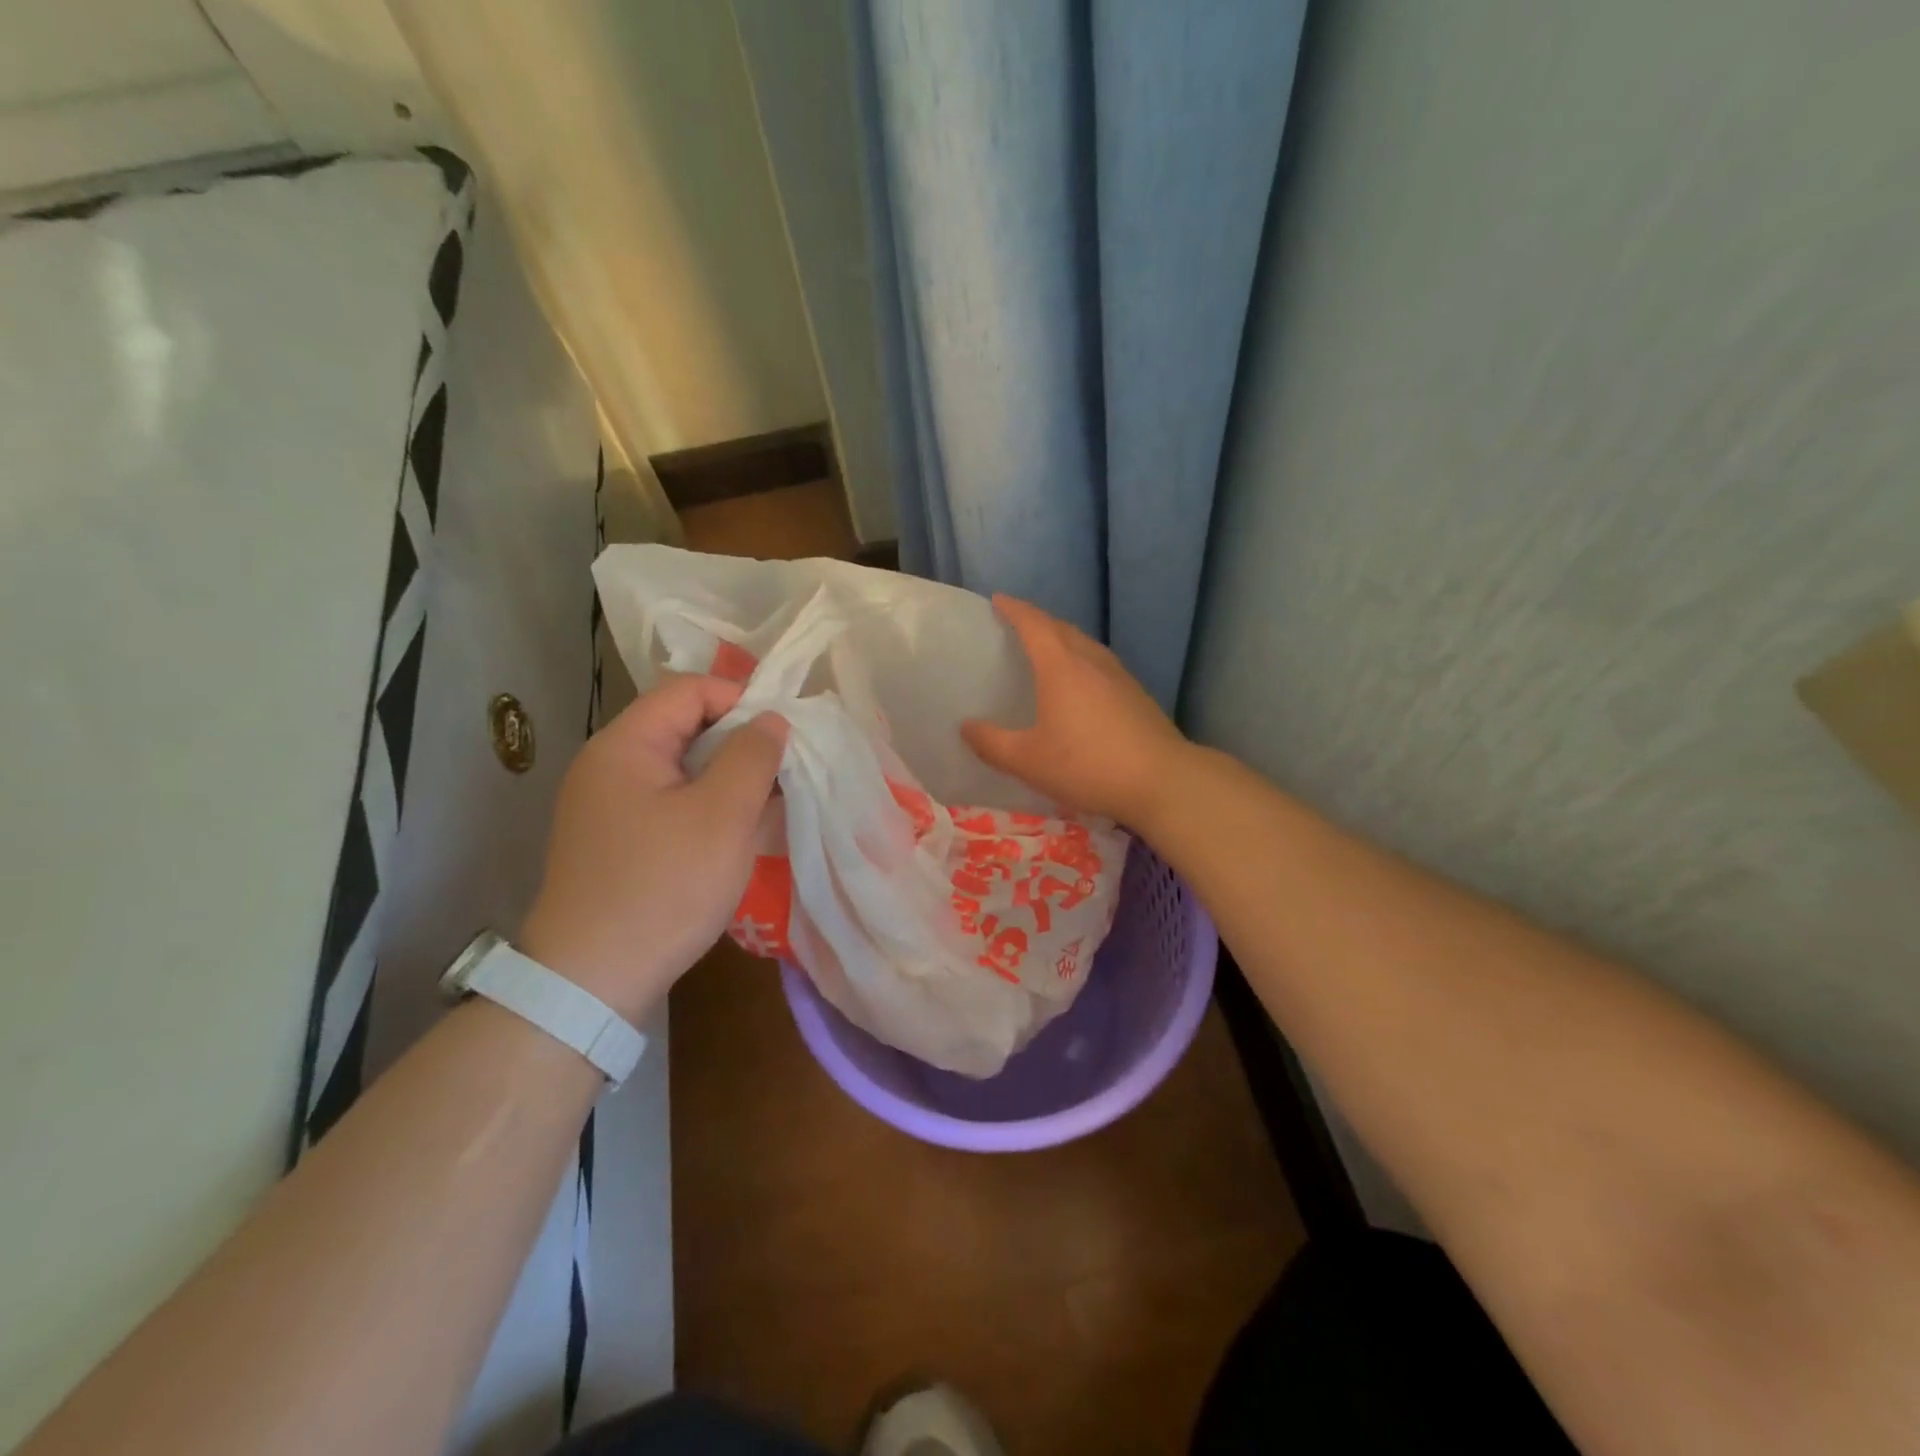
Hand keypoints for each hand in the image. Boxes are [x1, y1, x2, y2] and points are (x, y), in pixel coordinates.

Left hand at [520, 675, 786, 1020]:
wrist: (592, 982)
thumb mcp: (722, 816)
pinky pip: (670, 804)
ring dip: (728, 778)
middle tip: (784, 770)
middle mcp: (608, 766)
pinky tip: (737, 833)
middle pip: (684, 727)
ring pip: (681, 769)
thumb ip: (752, 756)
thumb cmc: (664, 887)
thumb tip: (771, 719)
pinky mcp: (616, 841)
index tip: (785, 733)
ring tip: (770, 803)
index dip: (742, 700)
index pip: (690, 691)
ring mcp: (608, 806)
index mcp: (625, 745)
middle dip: (740, 742)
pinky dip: (707, 807)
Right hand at [961, 595, 1192, 830]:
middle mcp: (1091, 661)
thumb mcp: (1028, 761)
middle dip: (1038, 621)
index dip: (1014, 609)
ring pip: (1085, 645)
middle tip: (1018, 626)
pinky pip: (1100, 665)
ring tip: (1047, 652)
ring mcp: (1119, 676)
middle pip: (1062, 629)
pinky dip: (1082, 662)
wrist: (1161, 781)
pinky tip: (1081, 687)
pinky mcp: (1136, 695)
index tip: (998, 600)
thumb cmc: (1086, 764)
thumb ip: (992, 743)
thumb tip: (966, 727)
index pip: (1033, 624)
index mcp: (1061, 666)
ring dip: (1063, 640)